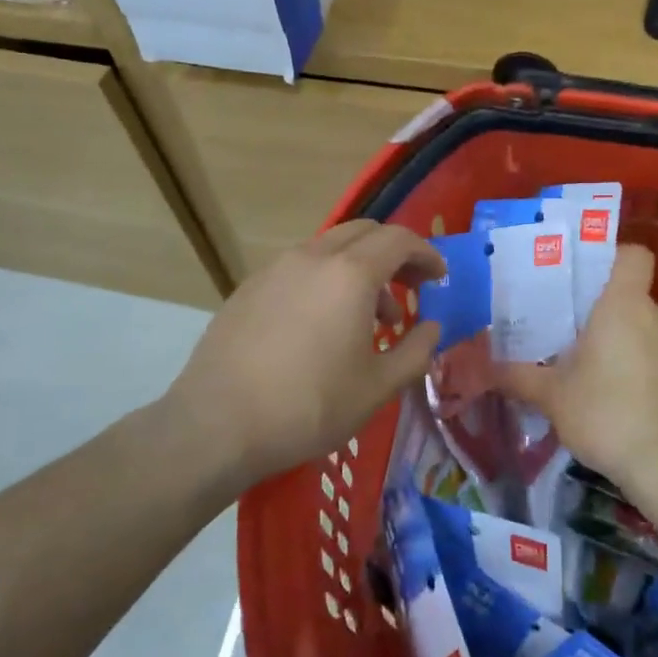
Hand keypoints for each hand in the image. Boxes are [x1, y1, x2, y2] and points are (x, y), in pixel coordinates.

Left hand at [165, 221, 444, 487]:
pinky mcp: (250, 287)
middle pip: (364, 233)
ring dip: (360, 269)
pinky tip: (323, 325)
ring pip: (330, 249)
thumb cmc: (309, 406)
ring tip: (370, 318)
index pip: (399, 240)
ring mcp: (275, 268)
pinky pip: (300, 267)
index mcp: (350, 274)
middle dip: (394, 254)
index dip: (426, 254)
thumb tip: (431, 327)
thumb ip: (416, 351)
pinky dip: (326, 279)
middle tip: (411, 287)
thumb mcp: (378, 387)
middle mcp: (313, 257)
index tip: (439, 278)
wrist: (218, 424)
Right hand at [498, 245, 657, 485]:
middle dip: (618, 321)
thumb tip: (485, 366)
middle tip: (592, 352)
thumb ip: (518, 376)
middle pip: (638, 301)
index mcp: (623, 306)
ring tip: (624, 383)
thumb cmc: (603, 416)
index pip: (633, 256)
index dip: (617, 261)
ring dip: (644, 346)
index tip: (595, 285)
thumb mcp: (551, 397)